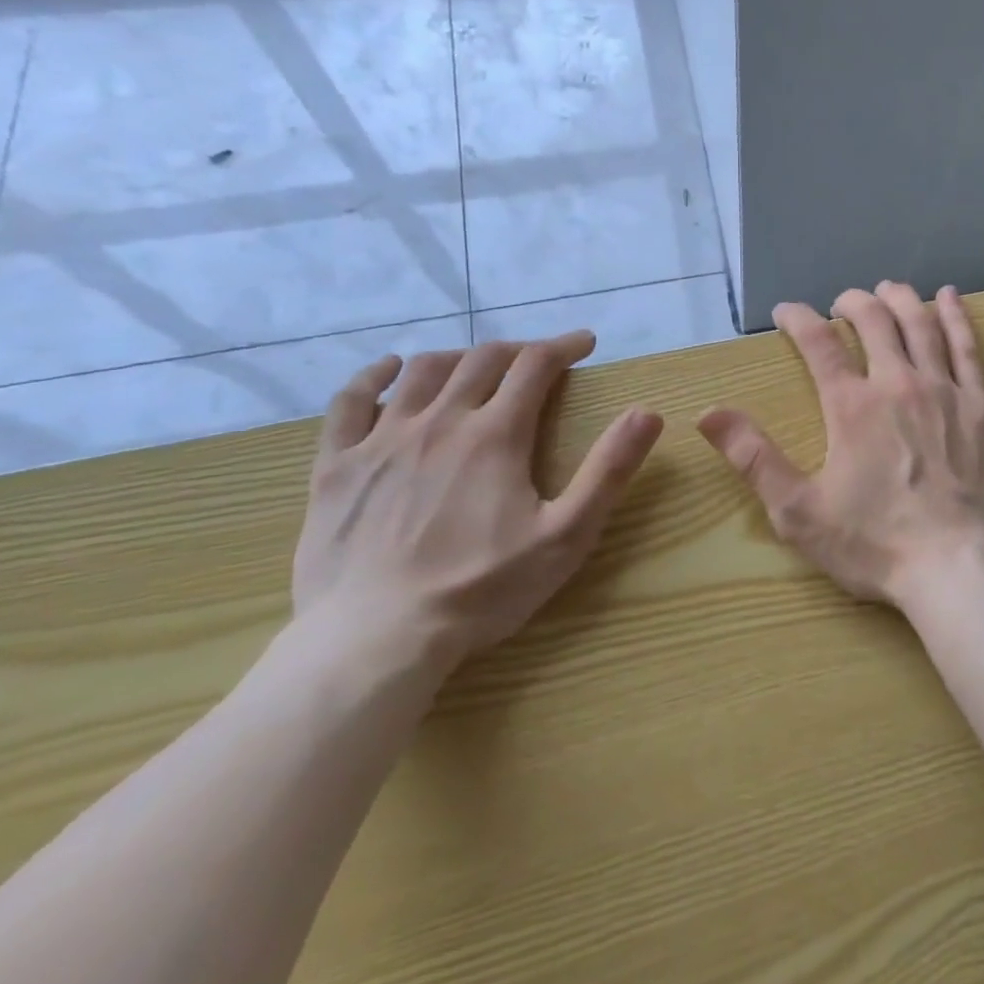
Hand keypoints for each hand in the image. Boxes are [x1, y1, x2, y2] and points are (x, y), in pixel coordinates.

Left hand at [293, 332, 663, 676]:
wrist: (374, 640)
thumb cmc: (481, 590)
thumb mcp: (566, 536)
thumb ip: (608, 471)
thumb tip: (647, 413)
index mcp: (496, 435)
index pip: (536, 365)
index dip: (564, 346)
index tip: (585, 343)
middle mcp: (439, 422)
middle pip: (482, 360)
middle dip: (519, 350)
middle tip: (540, 361)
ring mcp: (381, 440)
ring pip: (424, 372)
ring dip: (460, 357)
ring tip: (479, 366)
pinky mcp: (336, 466)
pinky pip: (349, 402)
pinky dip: (374, 376)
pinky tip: (389, 371)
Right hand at [698, 282, 983, 609]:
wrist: (956, 566)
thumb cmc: (874, 543)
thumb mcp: (799, 511)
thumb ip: (754, 458)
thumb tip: (708, 414)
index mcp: (851, 406)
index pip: (819, 345)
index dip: (798, 319)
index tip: (786, 311)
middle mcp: (898, 384)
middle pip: (874, 321)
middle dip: (853, 303)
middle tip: (842, 302)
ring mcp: (944, 390)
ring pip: (921, 325)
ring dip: (901, 300)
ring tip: (889, 288)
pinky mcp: (981, 406)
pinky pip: (968, 348)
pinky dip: (957, 317)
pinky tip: (950, 296)